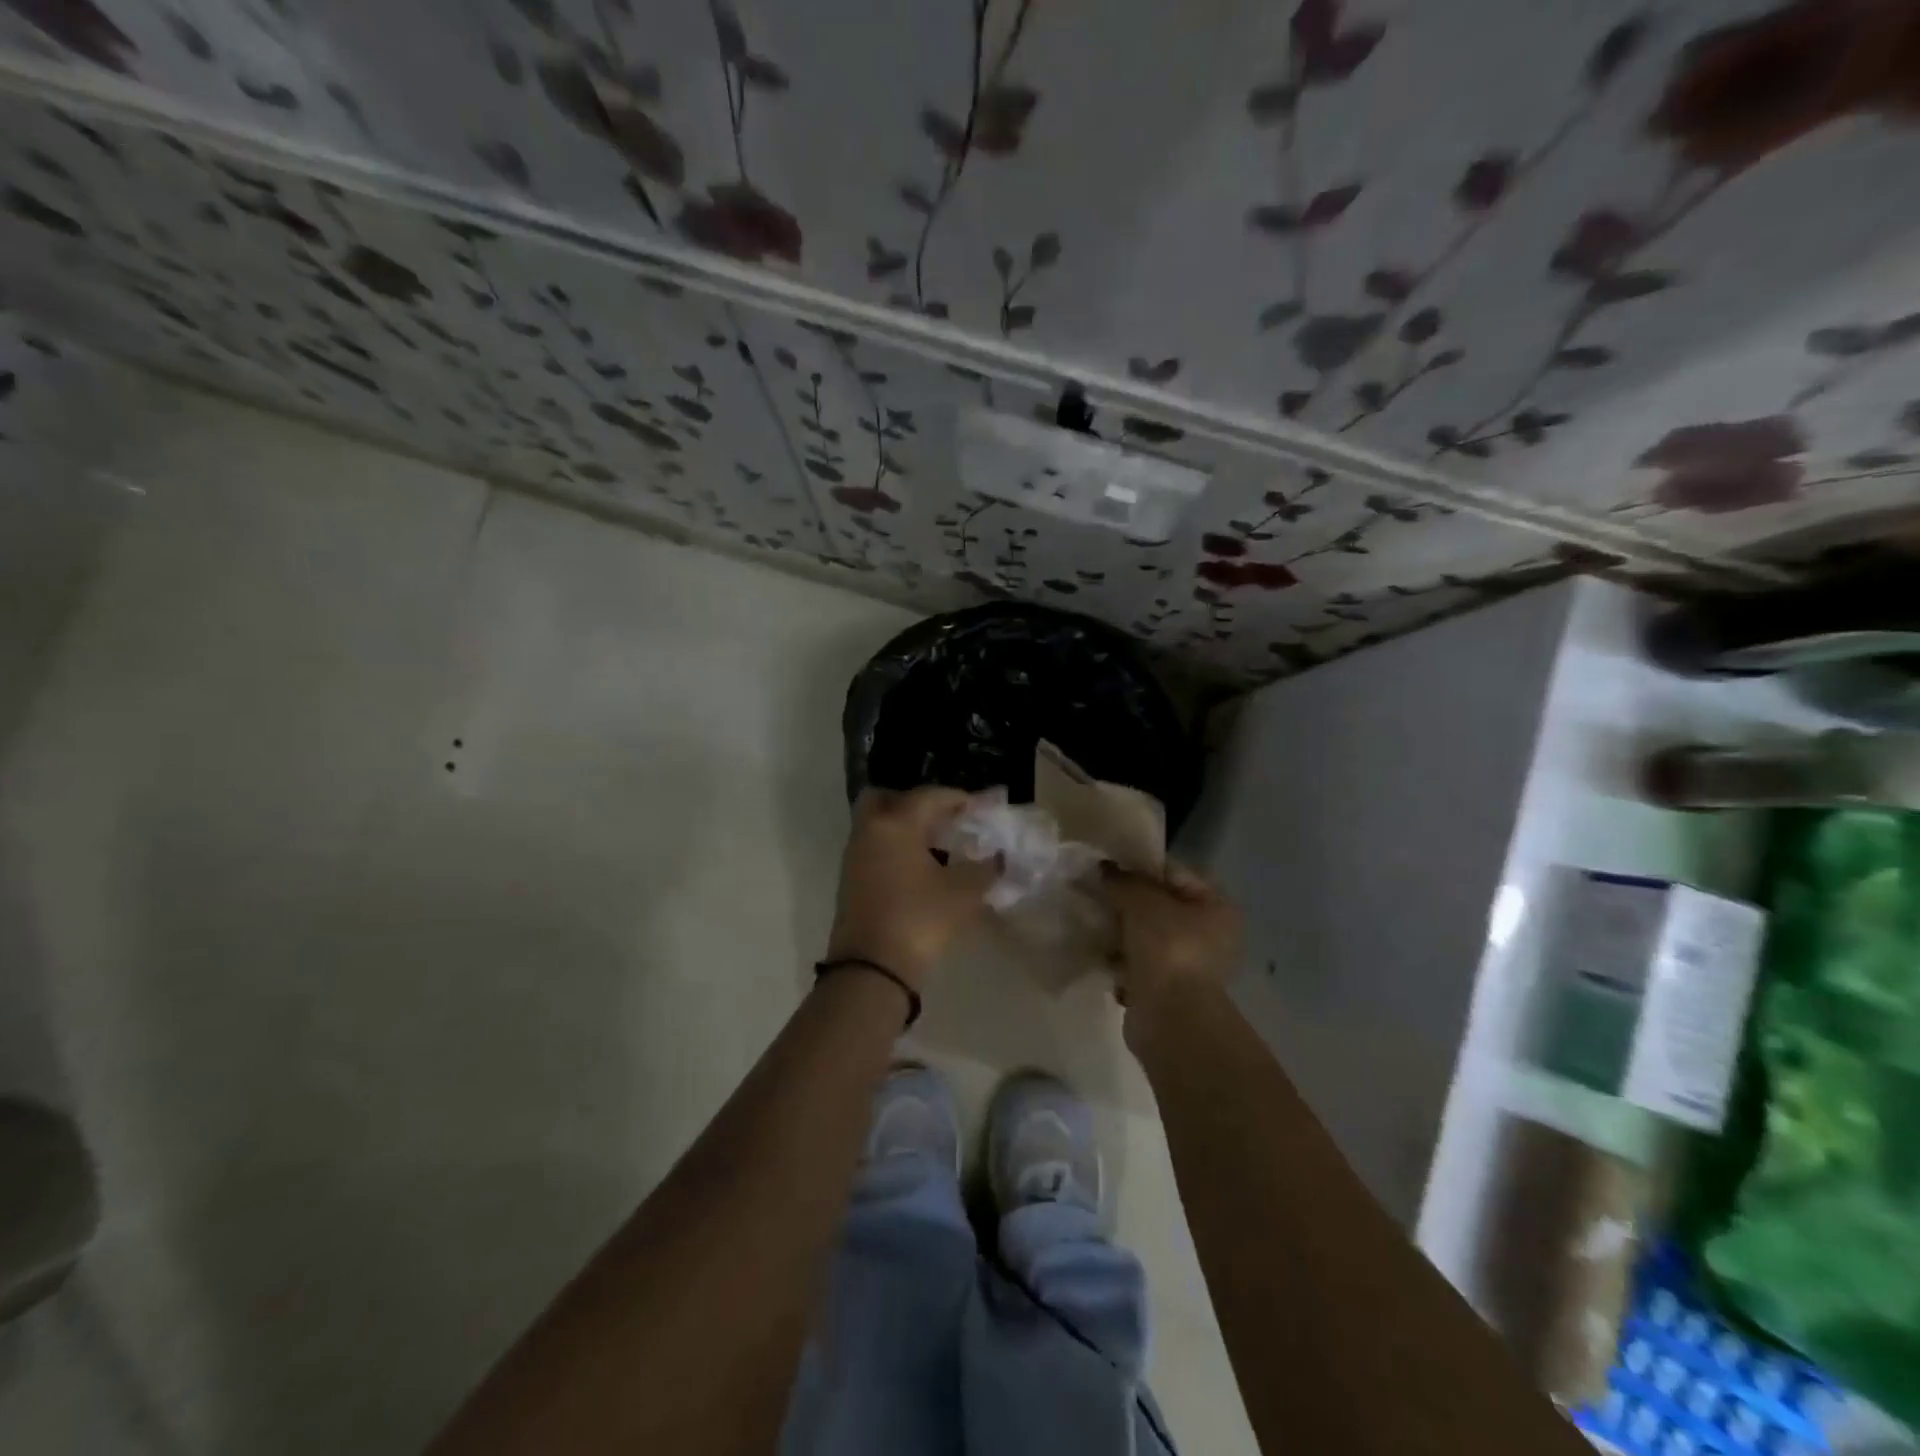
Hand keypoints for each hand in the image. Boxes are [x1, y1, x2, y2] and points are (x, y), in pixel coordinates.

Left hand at [825, 787, 996, 988]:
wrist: (871, 969)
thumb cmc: (919, 920)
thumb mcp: (963, 894)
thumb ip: (985, 869)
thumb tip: (998, 858)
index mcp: (896, 823)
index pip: (928, 796)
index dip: (957, 798)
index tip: (979, 808)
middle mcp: (870, 831)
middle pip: (886, 798)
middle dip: (915, 803)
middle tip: (943, 817)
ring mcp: (855, 856)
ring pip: (877, 824)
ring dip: (904, 826)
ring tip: (938, 844)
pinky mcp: (850, 880)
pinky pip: (873, 847)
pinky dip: (894, 847)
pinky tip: (919, 867)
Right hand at [1101, 862, 1242, 1014]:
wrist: (1170, 1018)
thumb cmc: (1167, 949)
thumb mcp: (1142, 901)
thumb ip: (1123, 881)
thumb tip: (1105, 869)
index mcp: (1216, 907)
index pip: (1174, 873)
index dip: (1140, 867)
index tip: (1107, 866)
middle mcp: (1209, 935)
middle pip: (1159, 906)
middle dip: (1126, 901)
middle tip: (1094, 892)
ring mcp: (1187, 965)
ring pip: (1145, 936)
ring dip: (1120, 930)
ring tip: (1091, 921)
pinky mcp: (1165, 989)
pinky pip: (1137, 963)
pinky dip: (1119, 959)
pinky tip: (1098, 952)